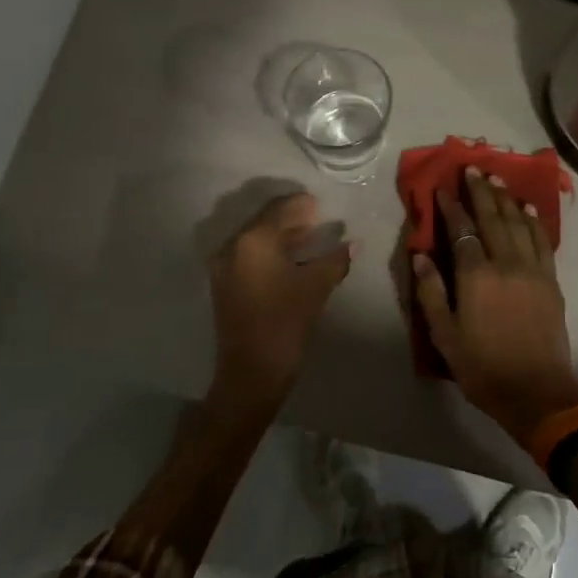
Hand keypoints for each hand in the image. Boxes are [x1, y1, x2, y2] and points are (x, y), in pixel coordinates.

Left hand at [207, 190, 351, 416]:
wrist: (251, 373)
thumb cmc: (285, 323)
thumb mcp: (315, 287)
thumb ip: (335, 260)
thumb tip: (354, 243)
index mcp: (253, 241)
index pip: (279, 210)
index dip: (301, 205)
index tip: (320, 203)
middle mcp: (233, 247)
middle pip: (264, 223)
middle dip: (291, 220)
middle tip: (317, 218)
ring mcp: (224, 268)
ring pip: (256, 241)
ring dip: (281, 237)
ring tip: (309, 238)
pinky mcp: (224, 286)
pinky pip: (249, 257)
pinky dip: (270, 253)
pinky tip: (292, 260)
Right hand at [411, 167, 577, 444]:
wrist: (537, 392)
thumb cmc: (483, 367)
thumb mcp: (444, 336)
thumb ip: (431, 292)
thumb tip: (421, 255)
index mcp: (476, 276)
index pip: (462, 231)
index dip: (451, 207)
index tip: (443, 187)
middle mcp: (505, 264)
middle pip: (492, 218)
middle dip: (481, 191)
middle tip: (473, 168)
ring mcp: (532, 270)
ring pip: (518, 224)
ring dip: (506, 198)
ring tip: (497, 178)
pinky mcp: (550, 281)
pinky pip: (541, 241)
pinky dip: (533, 221)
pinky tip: (527, 208)